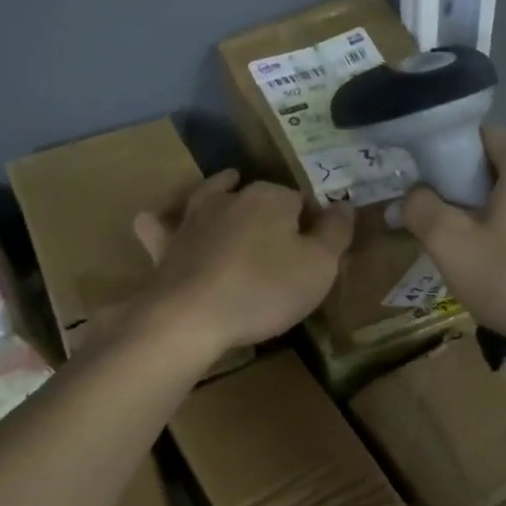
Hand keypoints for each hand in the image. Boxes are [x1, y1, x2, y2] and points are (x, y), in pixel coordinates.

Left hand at [133, 171, 353, 358]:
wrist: (191, 317)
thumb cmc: (264, 291)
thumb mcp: (319, 267)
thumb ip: (336, 233)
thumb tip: (344, 205)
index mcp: (271, 198)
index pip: (301, 201)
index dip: (311, 222)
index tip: (316, 247)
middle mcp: (230, 197)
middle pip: (258, 195)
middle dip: (271, 210)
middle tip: (280, 240)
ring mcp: (193, 218)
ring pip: (210, 195)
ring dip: (220, 192)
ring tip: (228, 188)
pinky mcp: (165, 245)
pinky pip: (161, 225)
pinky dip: (164, 223)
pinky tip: (163, 225)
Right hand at [401, 127, 505, 353]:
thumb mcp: (449, 243)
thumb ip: (421, 208)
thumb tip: (412, 195)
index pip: (477, 135)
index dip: (444, 159)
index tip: (427, 192)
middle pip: (497, 163)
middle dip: (465, 189)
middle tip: (443, 226)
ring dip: (489, 211)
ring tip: (470, 249)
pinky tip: (502, 263)